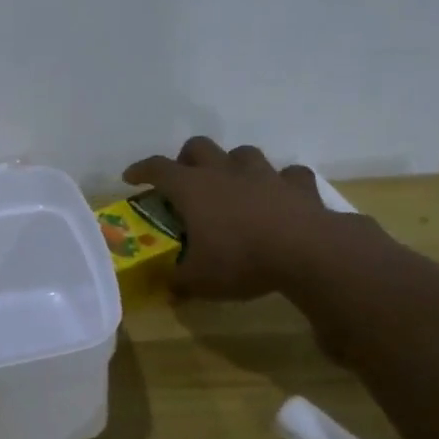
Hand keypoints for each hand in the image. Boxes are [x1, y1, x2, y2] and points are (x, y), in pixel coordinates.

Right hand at [122, 138, 368, 300]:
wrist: (307, 251)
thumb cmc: (241, 260)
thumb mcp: (200, 280)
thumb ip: (179, 282)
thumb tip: (168, 292)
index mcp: (192, 188)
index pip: (157, 168)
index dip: (141, 170)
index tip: (130, 177)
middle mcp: (224, 172)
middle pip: (198, 147)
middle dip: (186, 158)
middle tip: (184, 179)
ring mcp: (263, 174)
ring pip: (242, 152)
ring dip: (232, 164)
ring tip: (232, 184)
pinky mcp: (297, 185)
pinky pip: (288, 174)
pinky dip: (281, 182)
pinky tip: (280, 195)